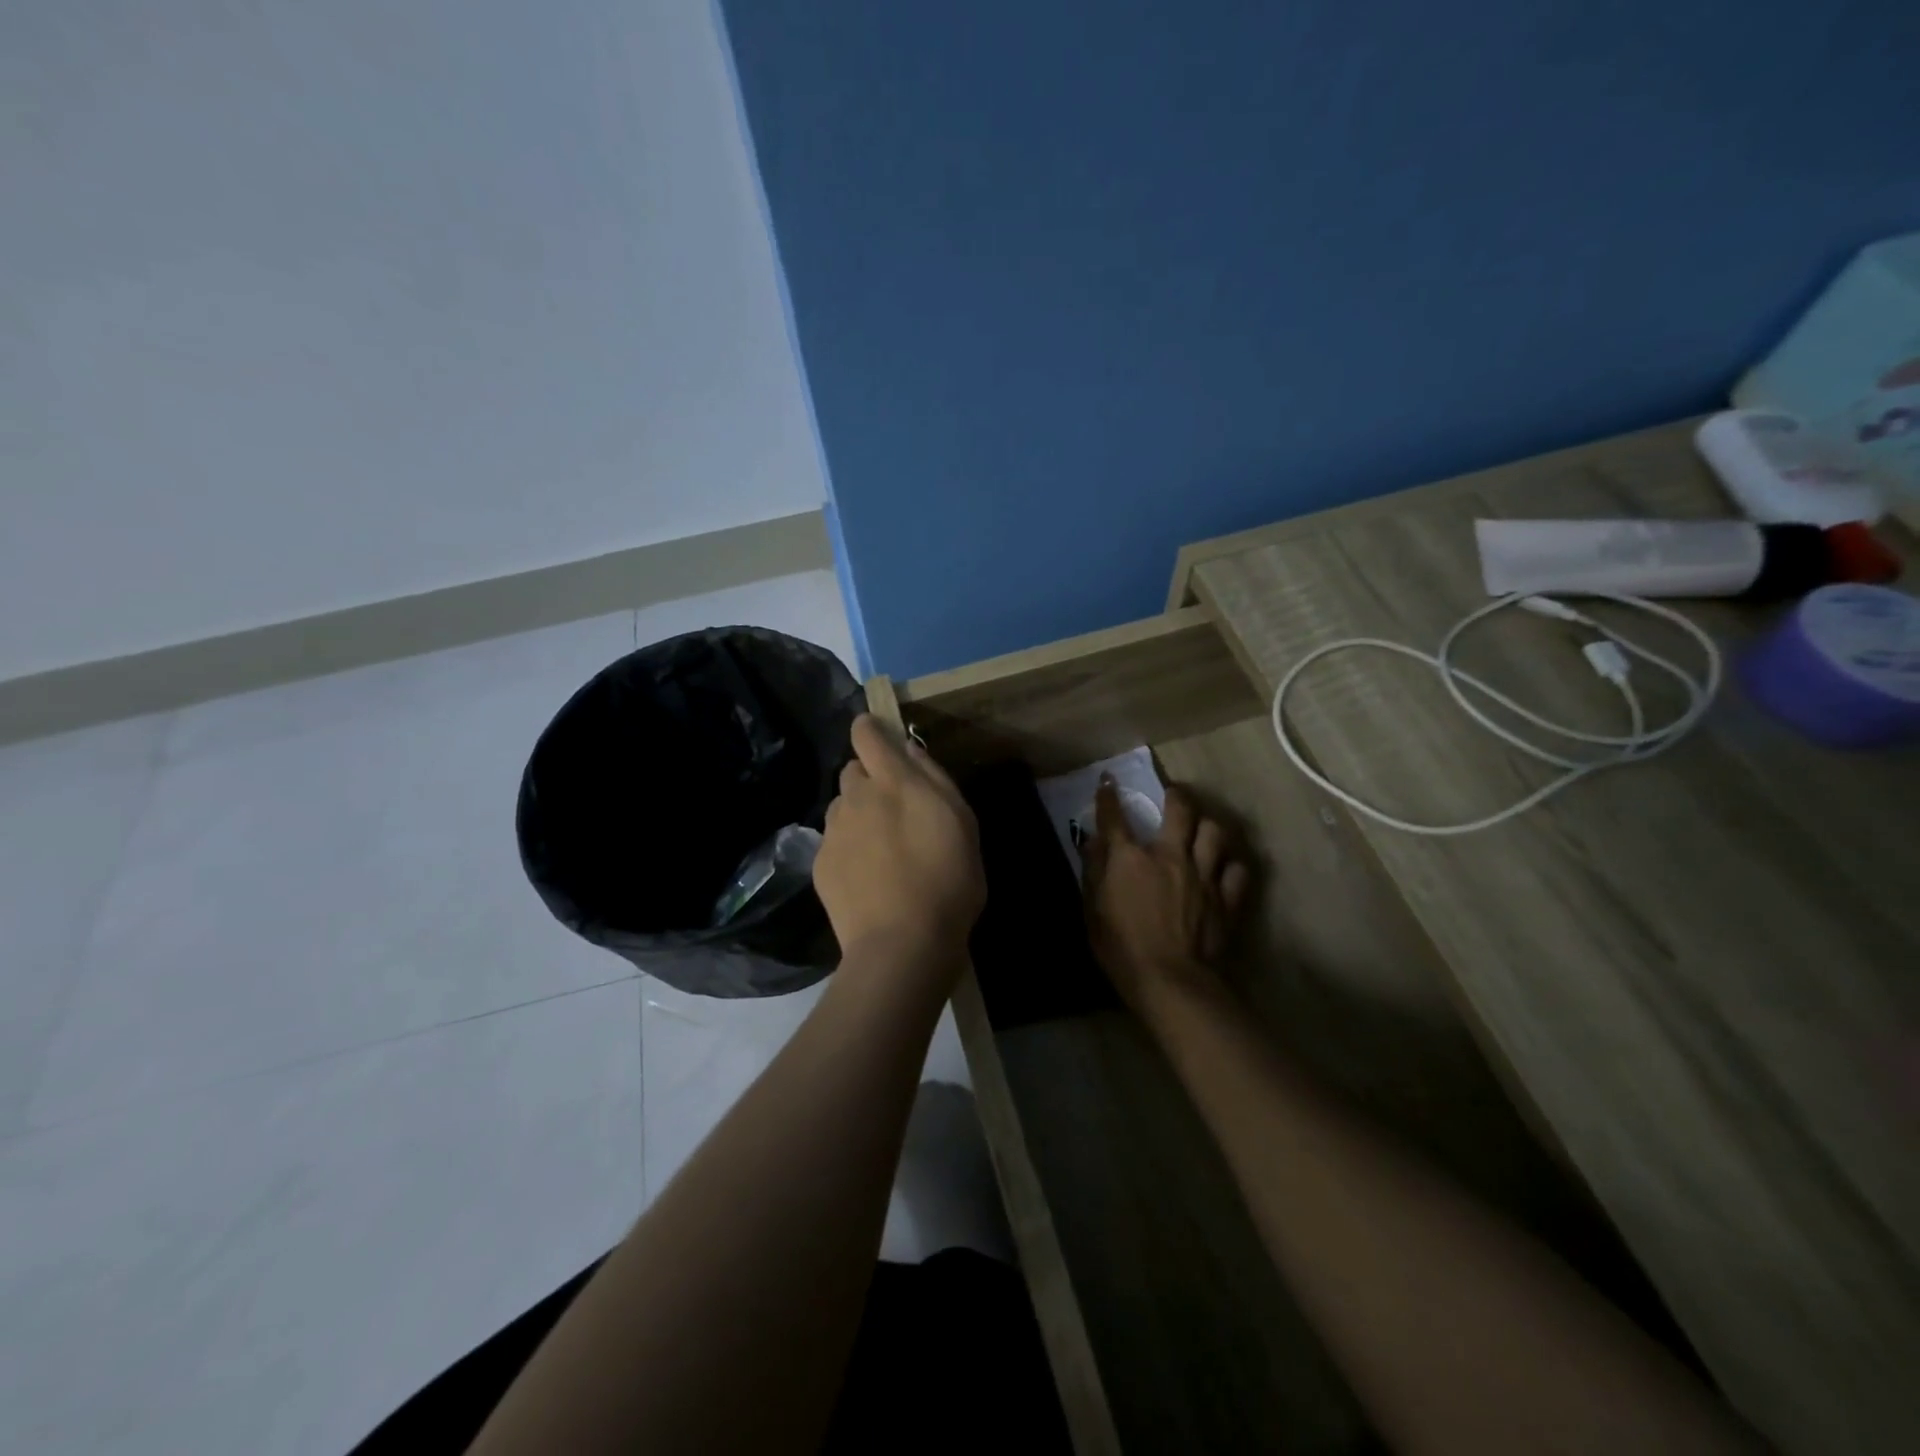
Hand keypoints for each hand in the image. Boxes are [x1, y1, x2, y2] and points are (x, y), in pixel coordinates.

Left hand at [814, 715, 984, 972]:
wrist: (902, 944)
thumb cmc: (947, 881)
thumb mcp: (962, 822)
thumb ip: (934, 778)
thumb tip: (909, 750)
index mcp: (893, 782)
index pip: (866, 733)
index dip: (871, 729)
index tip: (882, 739)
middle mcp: (855, 798)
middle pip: (852, 771)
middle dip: (870, 780)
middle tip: (896, 810)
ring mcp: (833, 831)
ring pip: (841, 806)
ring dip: (858, 814)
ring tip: (882, 848)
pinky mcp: (820, 864)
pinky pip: (833, 840)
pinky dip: (848, 847)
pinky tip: (868, 876)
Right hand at [1082, 779, 1250, 1022]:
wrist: (1171, 982)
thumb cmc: (1122, 949)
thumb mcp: (1093, 911)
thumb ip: (1093, 872)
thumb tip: (1093, 840)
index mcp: (1131, 859)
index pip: (1116, 817)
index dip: (1109, 796)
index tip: (1108, 782)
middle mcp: (1170, 856)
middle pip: (1181, 809)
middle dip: (1176, 795)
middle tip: (1174, 794)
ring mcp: (1203, 875)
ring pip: (1215, 831)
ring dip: (1207, 824)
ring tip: (1203, 827)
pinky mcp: (1226, 898)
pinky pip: (1237, 869)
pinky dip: (1231, 864)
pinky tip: (1225, 866)